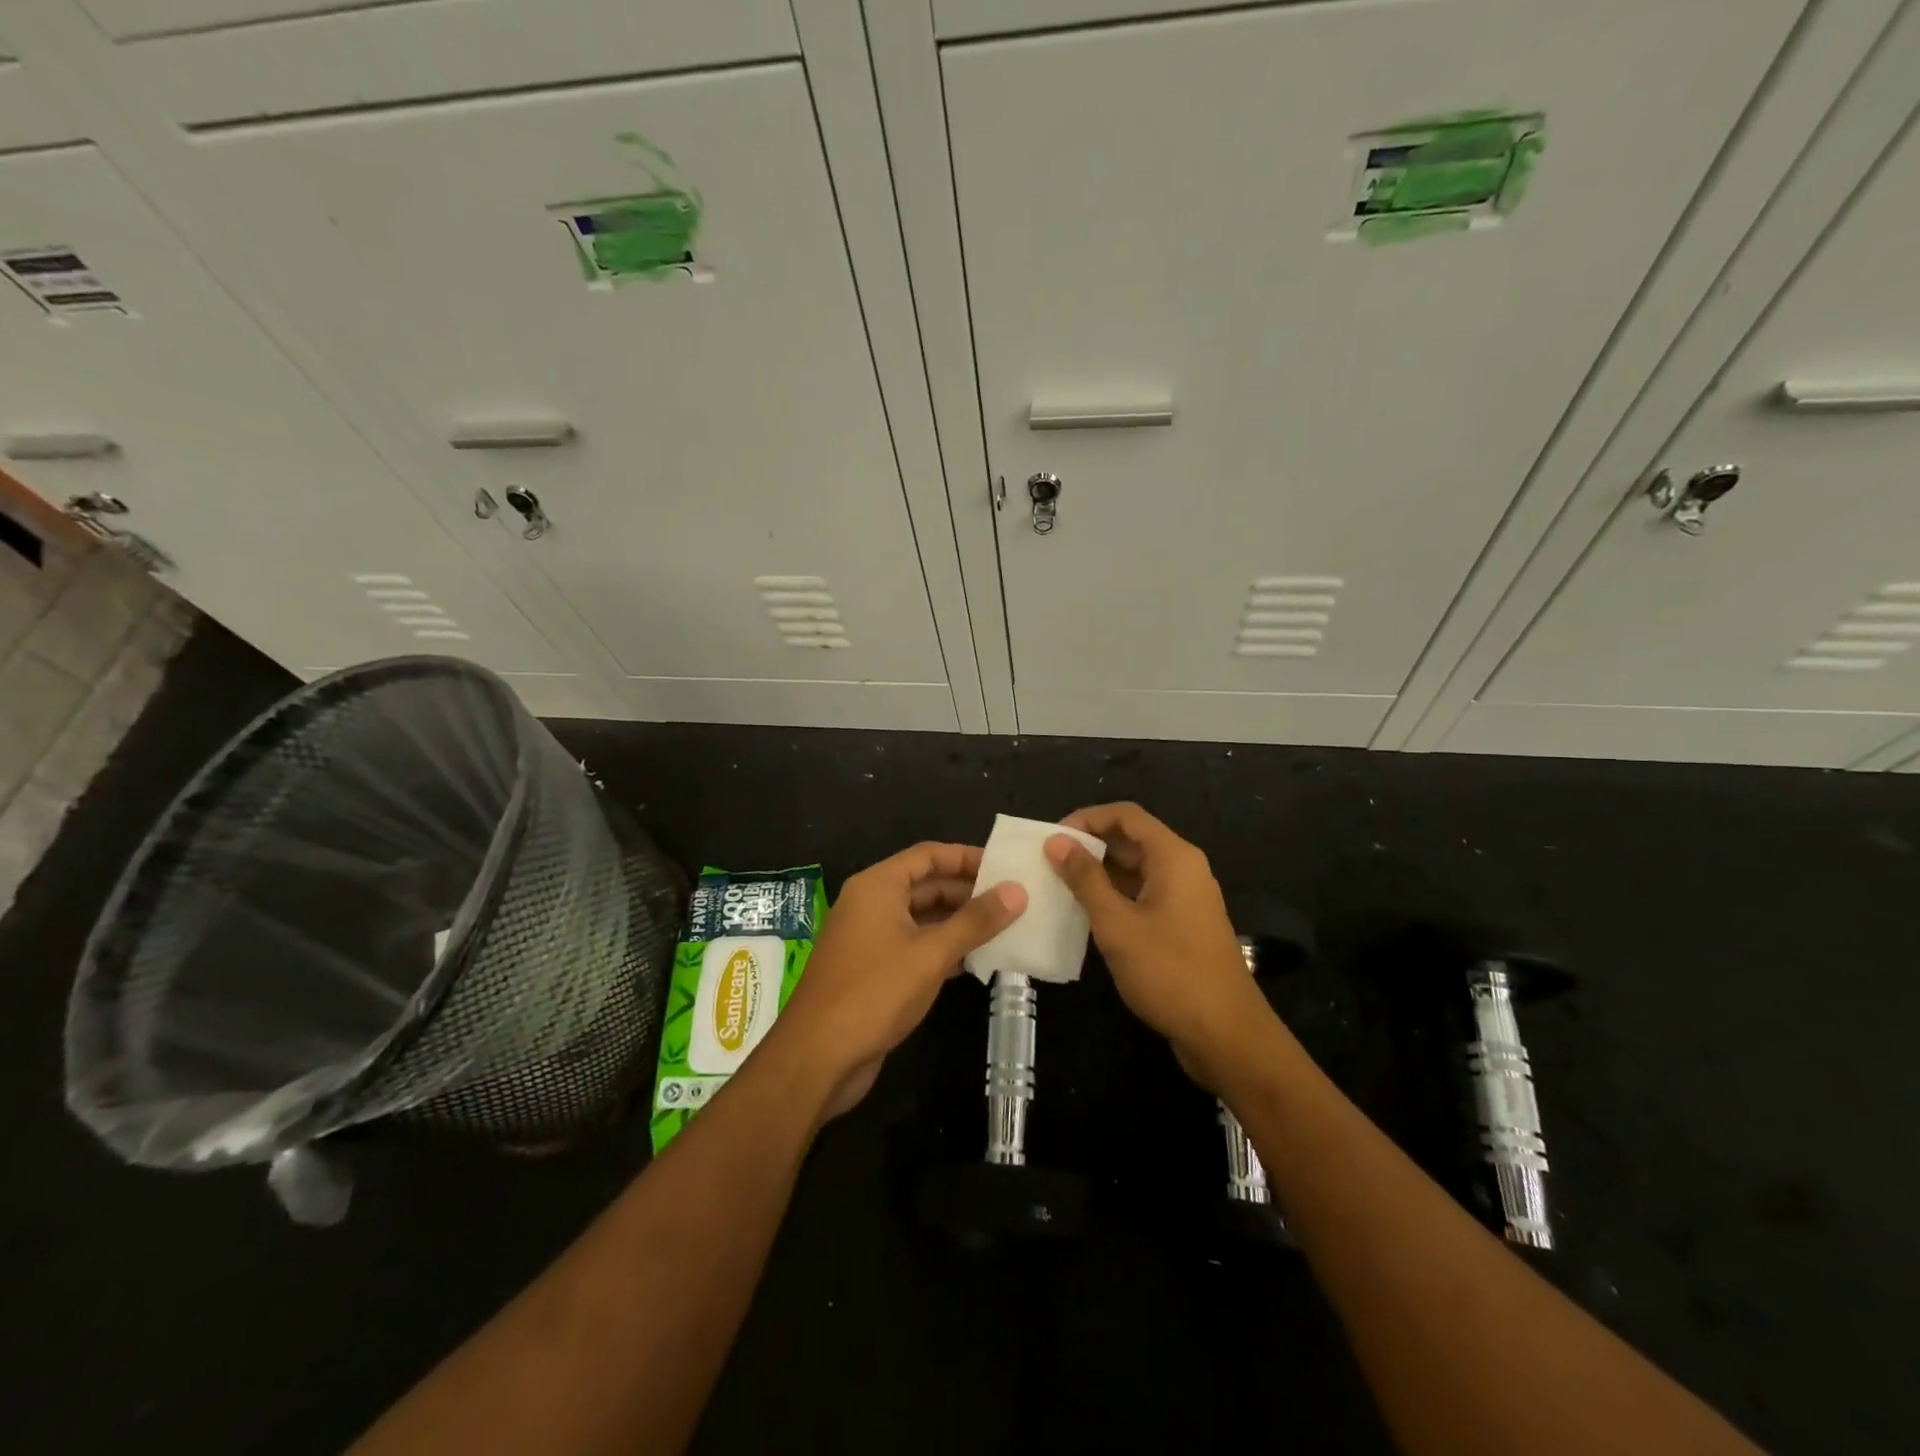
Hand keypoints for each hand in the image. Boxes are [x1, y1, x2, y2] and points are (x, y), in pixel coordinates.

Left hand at [770, 842, 1026, 1119]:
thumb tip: (1018, 890)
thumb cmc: (875, 992)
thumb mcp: (932, 953)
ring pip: (922, 918)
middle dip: (968, 892)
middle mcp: (870, 904)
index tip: (1006, 867)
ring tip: (1006, 929)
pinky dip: (943, 949)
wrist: (818, 1057)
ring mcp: (870, 938)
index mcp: (877, 886)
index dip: (967, 857)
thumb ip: (976, 921)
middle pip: (926, 885)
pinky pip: (914, 946)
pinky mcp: (873, 970)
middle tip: (1014, 900)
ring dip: (959, 923)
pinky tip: (977, 961)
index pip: (928, 855)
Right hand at [1045, 803, 1272, 1090]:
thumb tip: (1057, 842)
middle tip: (1048, 863)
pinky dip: (1114, 897)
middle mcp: (1182, 869)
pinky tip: (1085, 914)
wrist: (1225, 1034)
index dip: (1087, 819)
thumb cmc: (1169, 972)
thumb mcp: (1117, 924)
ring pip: (1136, 870)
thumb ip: (1085, 879)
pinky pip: (1142, 895)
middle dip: (1089, 846)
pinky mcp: (1182, 925)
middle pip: (1131, 840)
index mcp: (1173, 857)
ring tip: (1058, 886)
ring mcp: (1184, 898)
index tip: (1052, 838)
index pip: (1126, 815)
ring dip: (1099, 873)